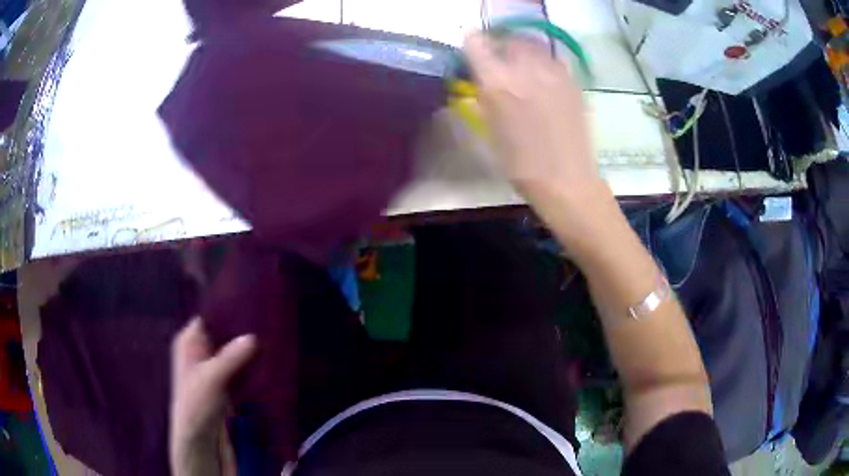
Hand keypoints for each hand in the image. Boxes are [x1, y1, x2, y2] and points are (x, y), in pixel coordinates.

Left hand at [170, 318, 255, 475]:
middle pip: (222, 334)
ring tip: (271, 338)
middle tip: (267, 321)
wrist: (200, 441)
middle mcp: (199, 351)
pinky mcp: (224, 384)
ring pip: (232, 351)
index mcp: (188, 342)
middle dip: (242, 330)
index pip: (209, 316)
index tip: (252, 303)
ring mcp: (212, 368)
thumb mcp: (211, 378)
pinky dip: (250, 365)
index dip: (228, 309)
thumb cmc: (196, 404)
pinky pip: (239, 368)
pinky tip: (267, 361)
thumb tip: (253, 336)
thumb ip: (230, 357)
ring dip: (248, 349)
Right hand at [463, 33, 605, 210]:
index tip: (472, 54)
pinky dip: (544, 64)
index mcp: (498, 83)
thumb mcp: (490, 129)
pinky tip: (544, 82)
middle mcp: (526, 69)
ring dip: (523, 53)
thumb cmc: (520, 163)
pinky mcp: (572, 81)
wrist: (566, 179)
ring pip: (533, 46)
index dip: (472, 46)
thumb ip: (484, 96)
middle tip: (499, 64)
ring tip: (523, 71)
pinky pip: (553, 60)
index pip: (476, 44)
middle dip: (500, 47)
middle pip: (508, 40)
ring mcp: (553, 72)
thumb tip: (481, 79)